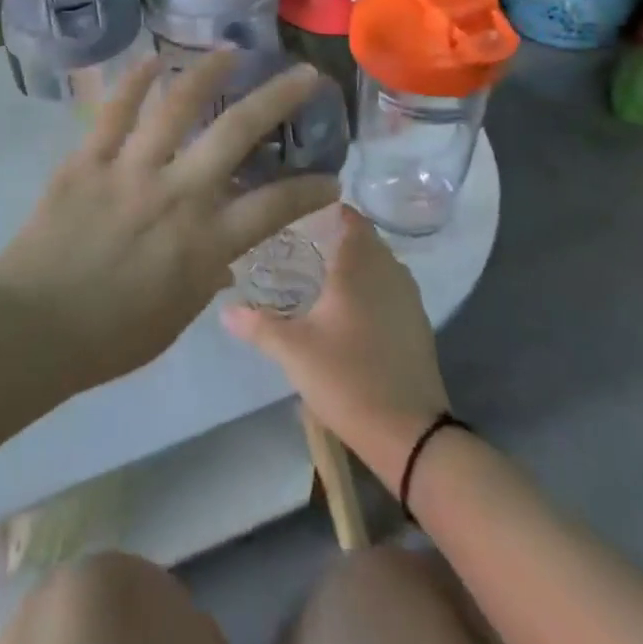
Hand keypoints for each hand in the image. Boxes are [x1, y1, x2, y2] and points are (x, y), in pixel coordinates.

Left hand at [0, 51, 337, 389]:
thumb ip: (206, 276)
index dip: (309, 190)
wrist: (34, 329)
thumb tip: (224, 254)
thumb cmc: (110, 338)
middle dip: (278, 98)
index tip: (331, 177)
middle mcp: (176, 195)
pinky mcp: (88, 159)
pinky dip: (135, 82)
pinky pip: (115, 111)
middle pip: (236, 133)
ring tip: (229, 51)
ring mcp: (130, 170)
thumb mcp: (175, 317)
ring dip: (208, 72)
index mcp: (204, 243)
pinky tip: (152, 60)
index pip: (274, 207)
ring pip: (177, 106)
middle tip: (303, 73)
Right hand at [223, 207, 447, 484]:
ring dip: (356, 263)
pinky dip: (371, 288)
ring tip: (320, 274)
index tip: (298, 214)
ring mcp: (408, 298)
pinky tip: (348, 310)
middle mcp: (388, 271)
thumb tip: (224, 308)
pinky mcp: (418, 324)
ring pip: (379, 264)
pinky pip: (391, 289)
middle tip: (300, 245)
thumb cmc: (347, 378)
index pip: (350, 217)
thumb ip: (257, 324)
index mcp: (359, 266)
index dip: (326, 209)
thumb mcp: (293, 351)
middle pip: (364, 239)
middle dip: (336, 237)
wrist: (410, 433)